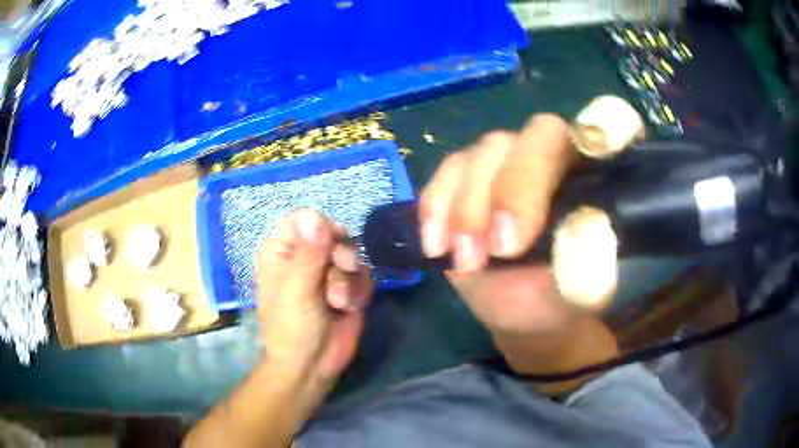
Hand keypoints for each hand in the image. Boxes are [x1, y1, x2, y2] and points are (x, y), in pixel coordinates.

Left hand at [256, 209, 372, 381]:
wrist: (312, 366)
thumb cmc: (292, 328)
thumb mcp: (297, 290)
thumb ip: (309, 253)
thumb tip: (315, 214)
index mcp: (281, 252)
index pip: (303, 219)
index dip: (320, 226)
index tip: (331, 241)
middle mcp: (304, 257)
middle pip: (333, 232)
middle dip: (341, 254)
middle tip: (343, 268)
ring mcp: (327, 272)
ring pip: (351, 254)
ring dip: (349, 278)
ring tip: (340, 302)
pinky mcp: (347, 288)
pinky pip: (363, 274)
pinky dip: (359, 290)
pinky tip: (350, 308)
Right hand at [419, 114, 599, 336]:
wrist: (518, 310)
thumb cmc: (558, 298)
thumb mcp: (579, 296)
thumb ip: (588, 272)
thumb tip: (583, 236)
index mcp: (594, 181)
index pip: (607, 133)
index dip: (607, 125)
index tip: (598, 148)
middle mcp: (554, 158)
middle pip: (538, 136)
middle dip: (515, 189)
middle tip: (503, 249)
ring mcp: (507, 163)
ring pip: (487, 152)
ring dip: (470, 209)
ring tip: (468, 263)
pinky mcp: (467, 178)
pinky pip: (448, 171)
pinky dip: (437, 208)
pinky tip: (438, 247)